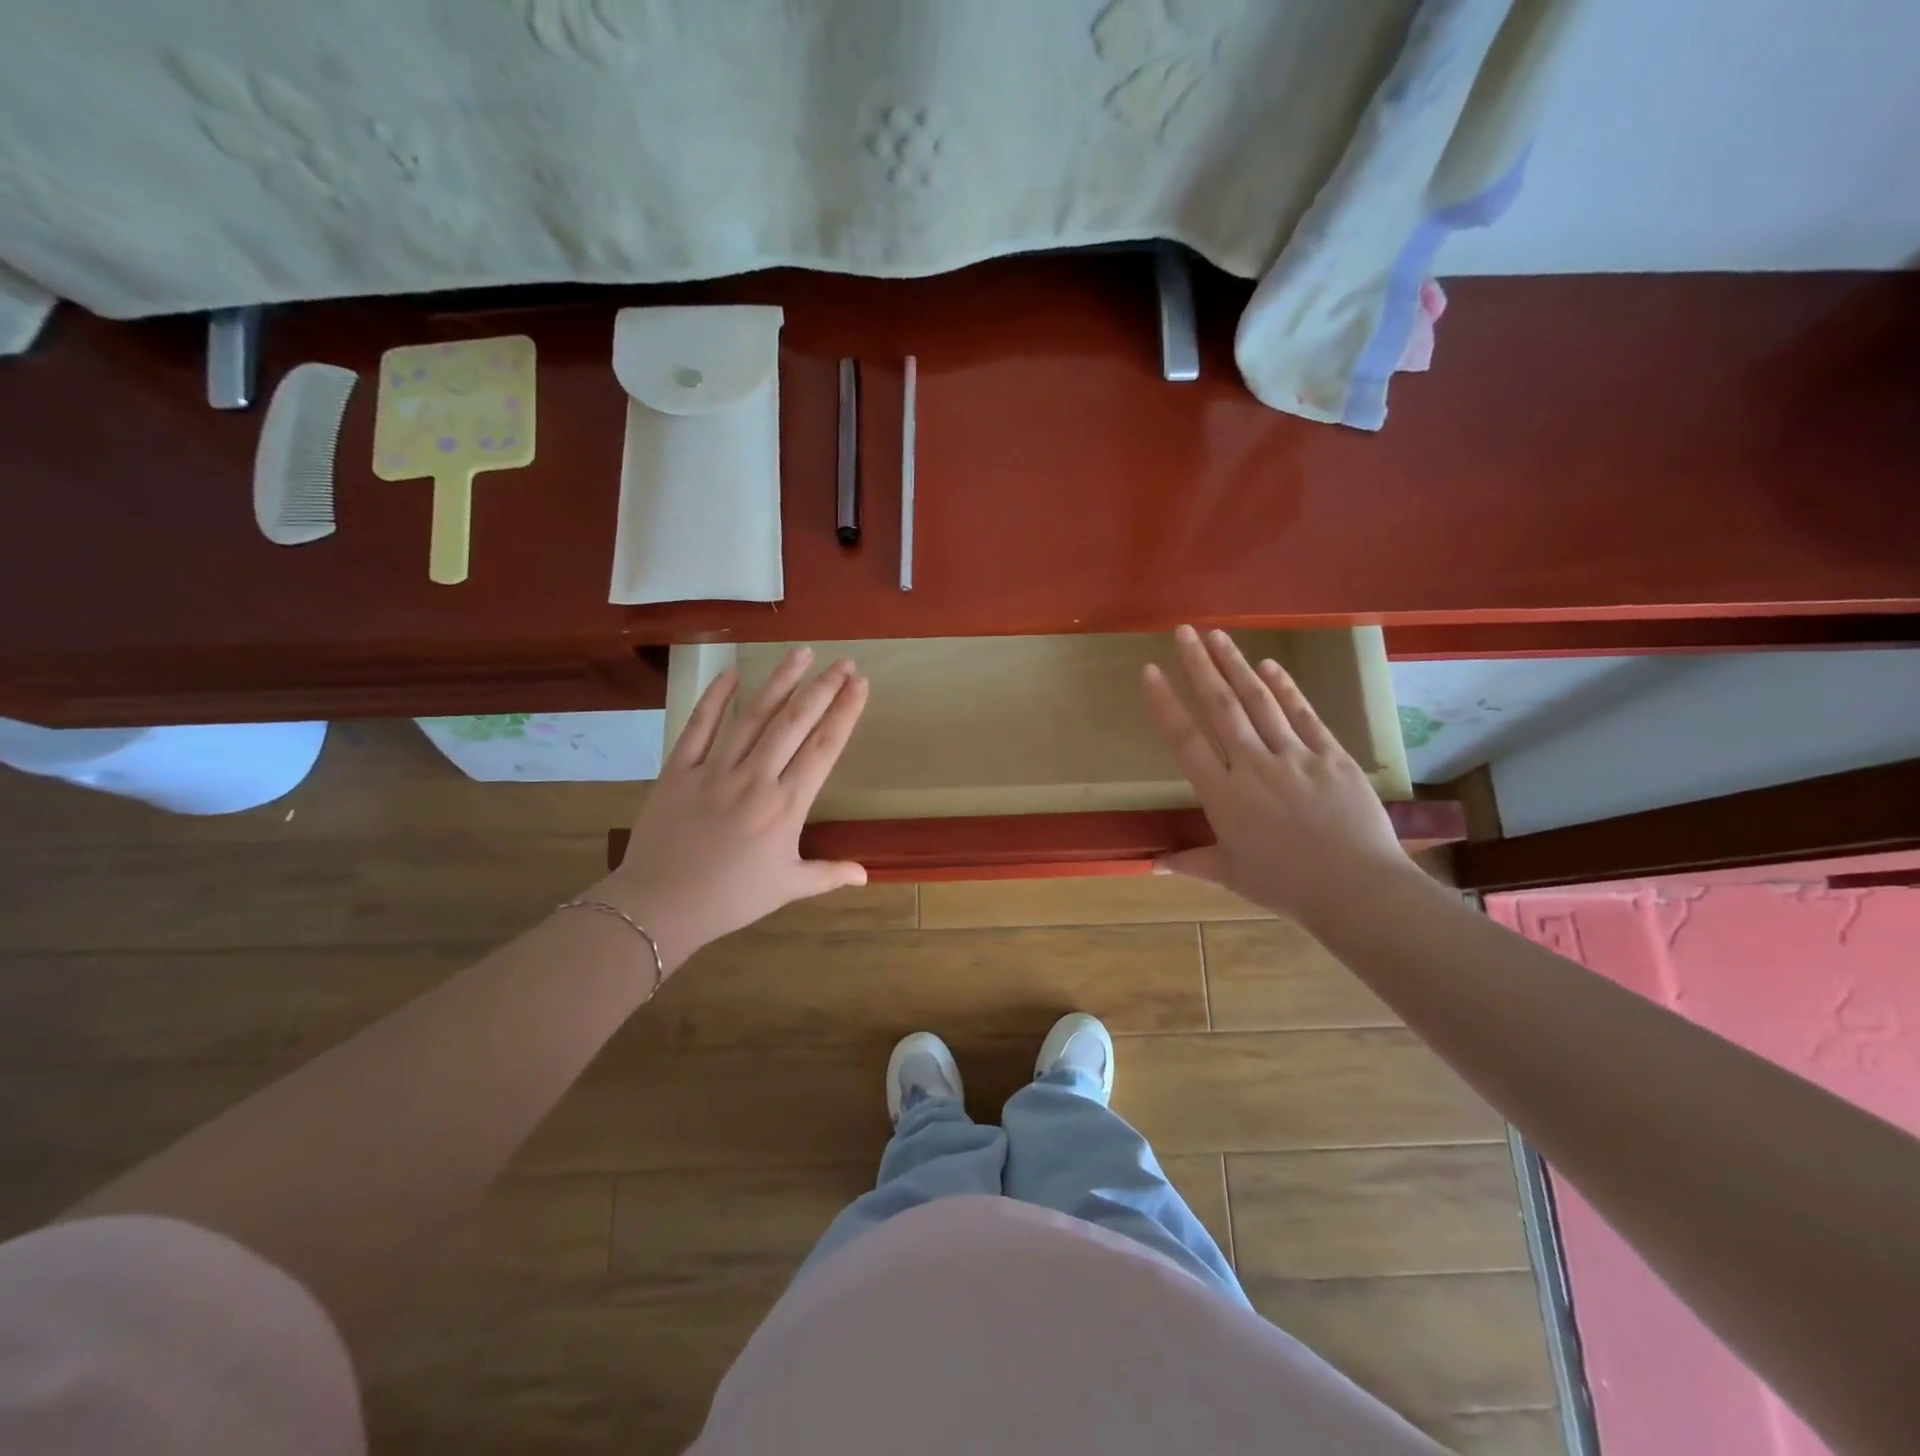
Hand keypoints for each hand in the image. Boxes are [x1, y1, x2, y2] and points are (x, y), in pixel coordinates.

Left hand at [595, 648, 868, 970]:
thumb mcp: (787, 888)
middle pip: (794, 722)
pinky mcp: (678, 770)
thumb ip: (828, 874)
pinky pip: (698, 727)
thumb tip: (865, 874)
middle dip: (822, 688)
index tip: (860, 684)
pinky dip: (714, 699)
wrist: (660, 906)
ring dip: (779, 682)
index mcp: (786, 806)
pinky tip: (731, 673)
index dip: (845, 712)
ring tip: (801, 654)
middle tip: (843, 662)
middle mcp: (755, 778)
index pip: (824, 748)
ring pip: (753, 716)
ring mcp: (714, 770)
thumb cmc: (730, 899)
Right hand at [1142, 626, 1415, 924]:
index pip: (1186, 740)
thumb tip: (1155, 864)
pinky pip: (1304, 716)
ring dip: (1236, 666)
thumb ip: (1192, 863)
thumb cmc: (1287, 887)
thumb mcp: (1232, 877)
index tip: (1150, 671)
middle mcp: (1253, 766)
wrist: (1357, 891)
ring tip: (1218, 636)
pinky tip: (1270, 665)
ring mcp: (1295, 756)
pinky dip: (1286, 688)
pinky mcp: (1331, 756)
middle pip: (1221, 707)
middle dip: (1199, 666)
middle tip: (1184, 632)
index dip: (1165, 704)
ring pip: (1259, 702)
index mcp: (1224, 795)